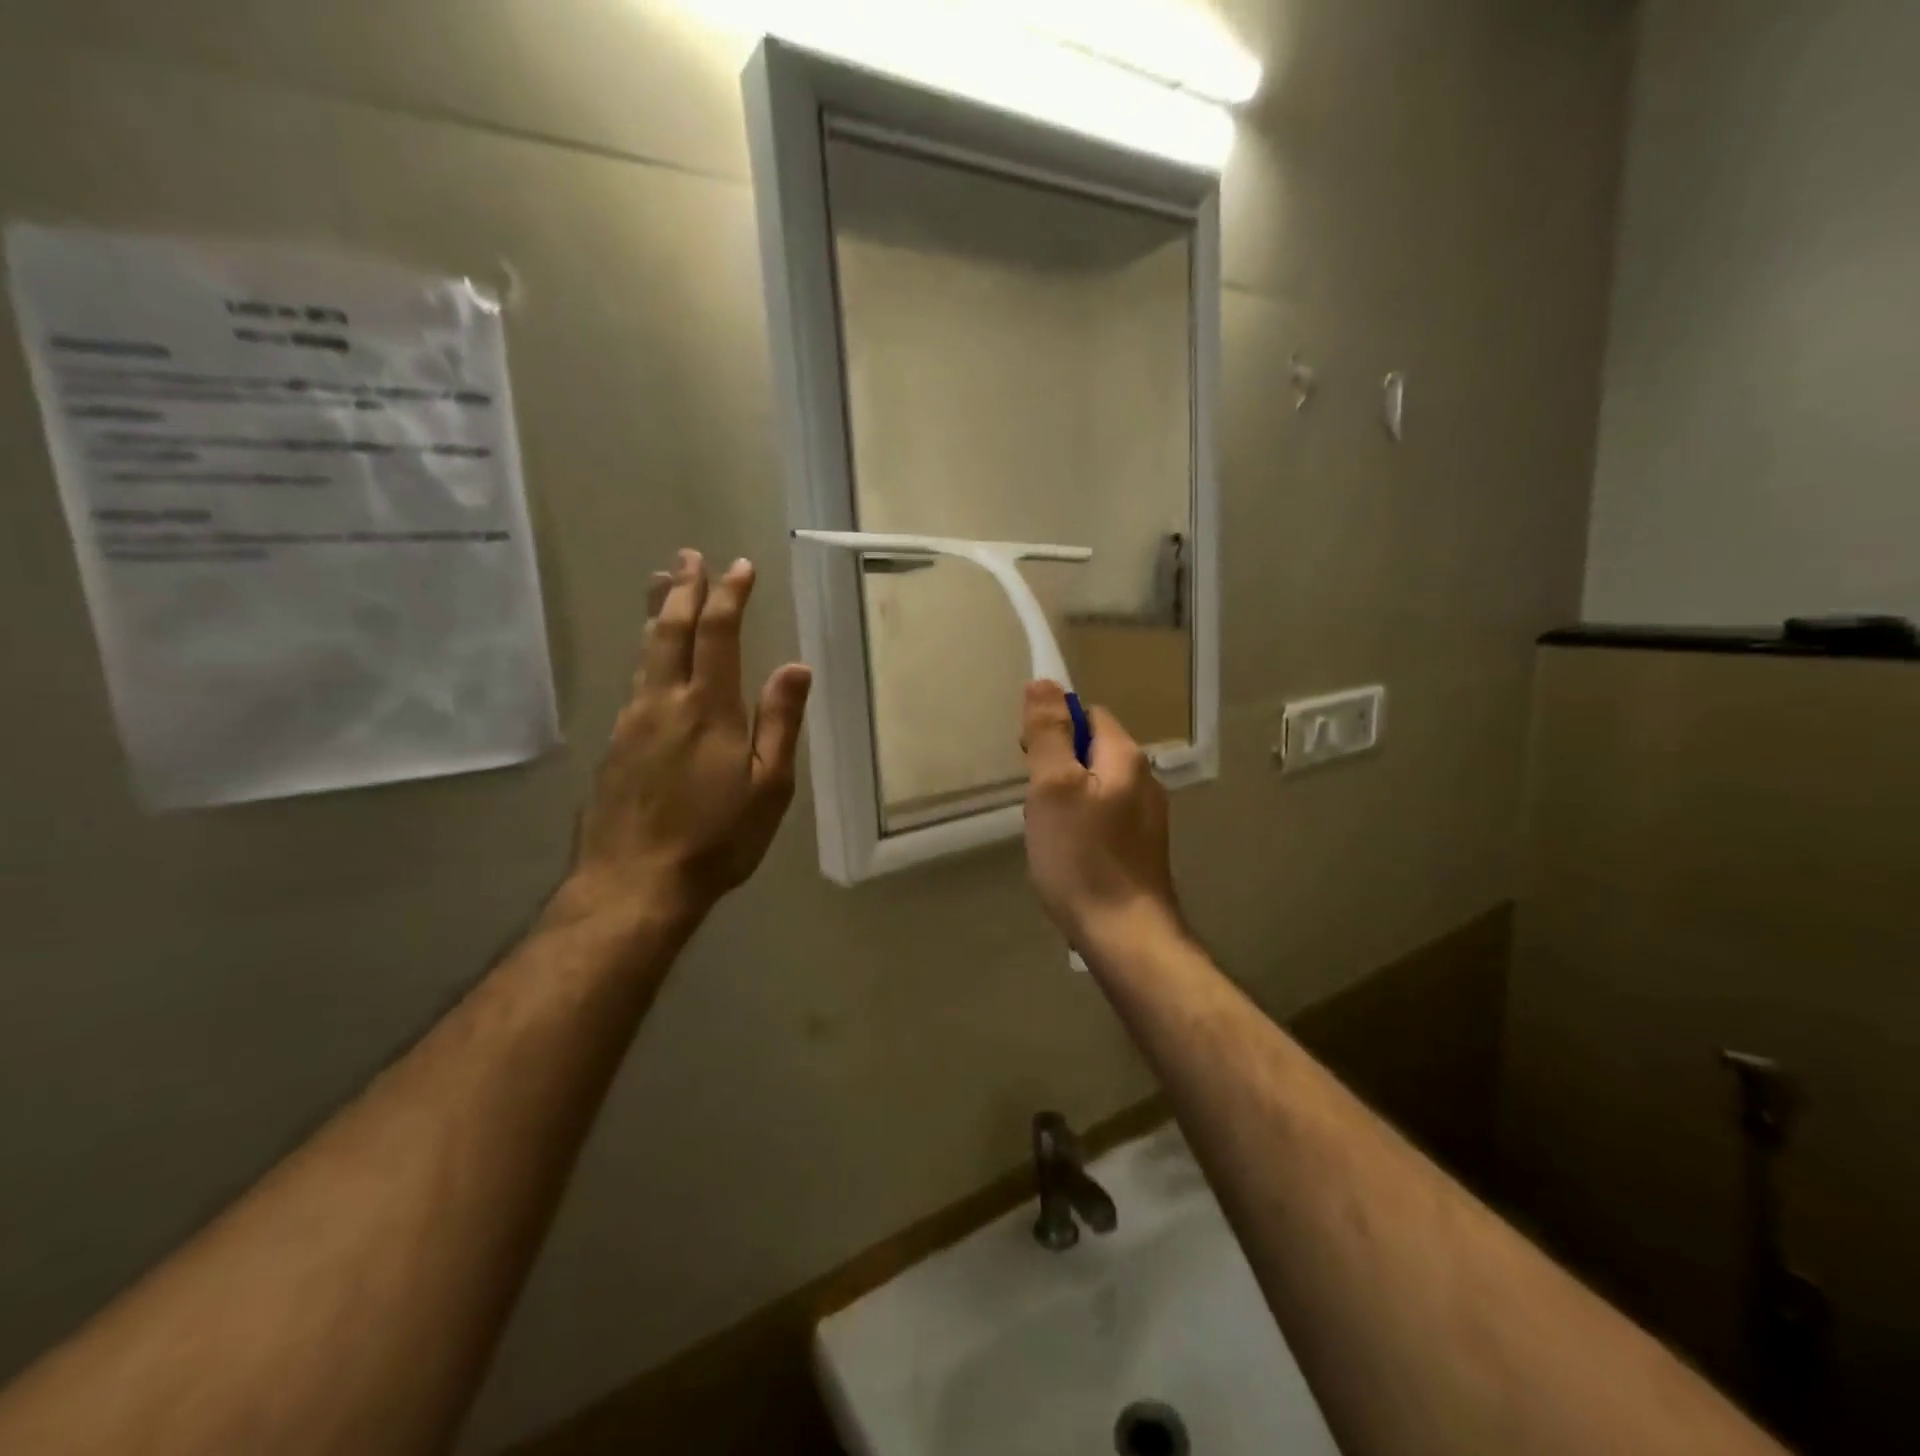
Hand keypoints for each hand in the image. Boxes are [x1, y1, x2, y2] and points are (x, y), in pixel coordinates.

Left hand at [561, 549, 811, 933]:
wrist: (634, 883)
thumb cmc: (716, 839)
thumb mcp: (768, 787)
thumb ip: (780, 723)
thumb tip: (796, 666)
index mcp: (709, 708)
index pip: (718, 634)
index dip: (729, 596)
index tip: (739, 567)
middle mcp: (664, 702)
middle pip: (670, 630)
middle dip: (682, 588)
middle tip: (689, 556)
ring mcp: (632, 721)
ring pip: (645, 652)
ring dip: (656, 612)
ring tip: (661, 584)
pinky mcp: (614, 744)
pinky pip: (635, 682)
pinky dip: (646, 653)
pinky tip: (650, 658)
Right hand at [1020, 680, 1180, 953]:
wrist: (1125, 935)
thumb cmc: (1081, 858)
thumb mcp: (1053, 788)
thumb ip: (1049, 734)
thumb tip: (1044, 683)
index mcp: (1126, 758)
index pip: (1090, 714)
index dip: (1056, 727)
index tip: (1031, 760)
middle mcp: (1145, 780)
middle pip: (1094, 750)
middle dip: (1058, 766)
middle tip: (1035, 802)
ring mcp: (1148, 818)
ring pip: (1097, 786)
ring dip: (1068, 797)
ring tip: (1047, 831)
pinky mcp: (1142, 849)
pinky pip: (1105, 817)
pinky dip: (1082, 824)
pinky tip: (1068, 853)